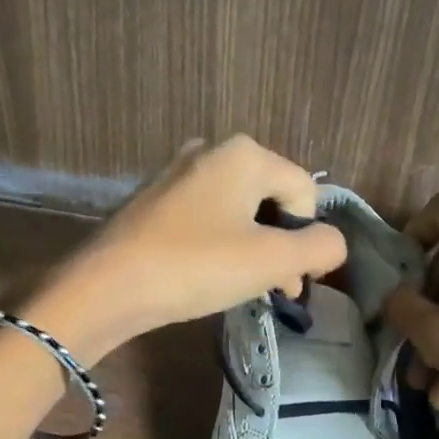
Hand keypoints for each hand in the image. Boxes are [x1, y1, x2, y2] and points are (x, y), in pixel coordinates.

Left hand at [26, 136, 346, 359]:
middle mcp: (210, 150)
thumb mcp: (271, 261)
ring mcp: (176, 172)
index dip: (307, 238)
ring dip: (251, 248)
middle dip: (280, 244)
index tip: (292, 283)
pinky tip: (205, 274)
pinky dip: (217, 244)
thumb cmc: (195, 267)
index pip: (304, 191)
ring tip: (241, 287)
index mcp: (244, 153)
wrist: (106, 287)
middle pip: (270, 198)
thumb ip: (319, 248)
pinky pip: (203, 217)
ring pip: (237, 210)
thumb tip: (332, 243)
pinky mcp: (153, 199)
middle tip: (273, 289)